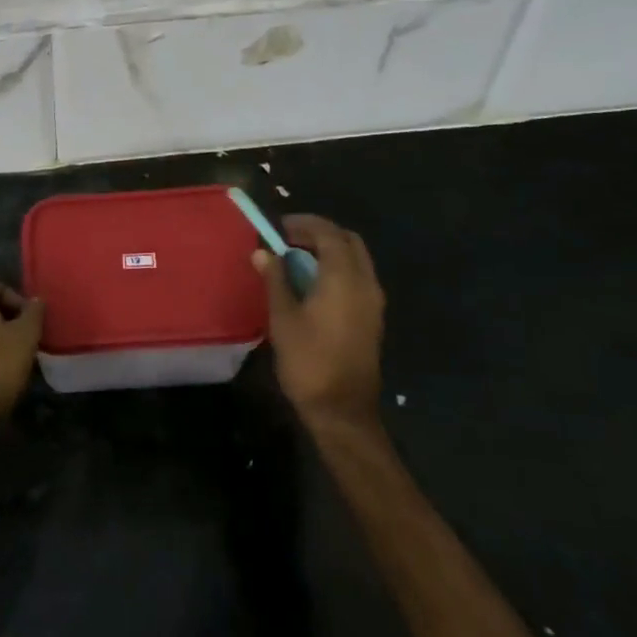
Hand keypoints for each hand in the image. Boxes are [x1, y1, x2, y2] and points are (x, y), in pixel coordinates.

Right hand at [255, 214, 384, 432]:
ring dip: (330, 251)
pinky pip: (359, 278)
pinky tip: (314, 285)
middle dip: (320, 233)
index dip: (304, 224)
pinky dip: (339, 269)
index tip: (279, 227)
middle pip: (348, 241)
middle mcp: (365, 282)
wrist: (343, 412)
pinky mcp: (373, 318)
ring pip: (356, 259)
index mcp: (344, 277)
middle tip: (290, 240)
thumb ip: (275, 279)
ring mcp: (373, 302)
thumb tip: (263, 252)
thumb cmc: (309, 361)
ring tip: (298, 261)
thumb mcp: (283, 318)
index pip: (328, 233)